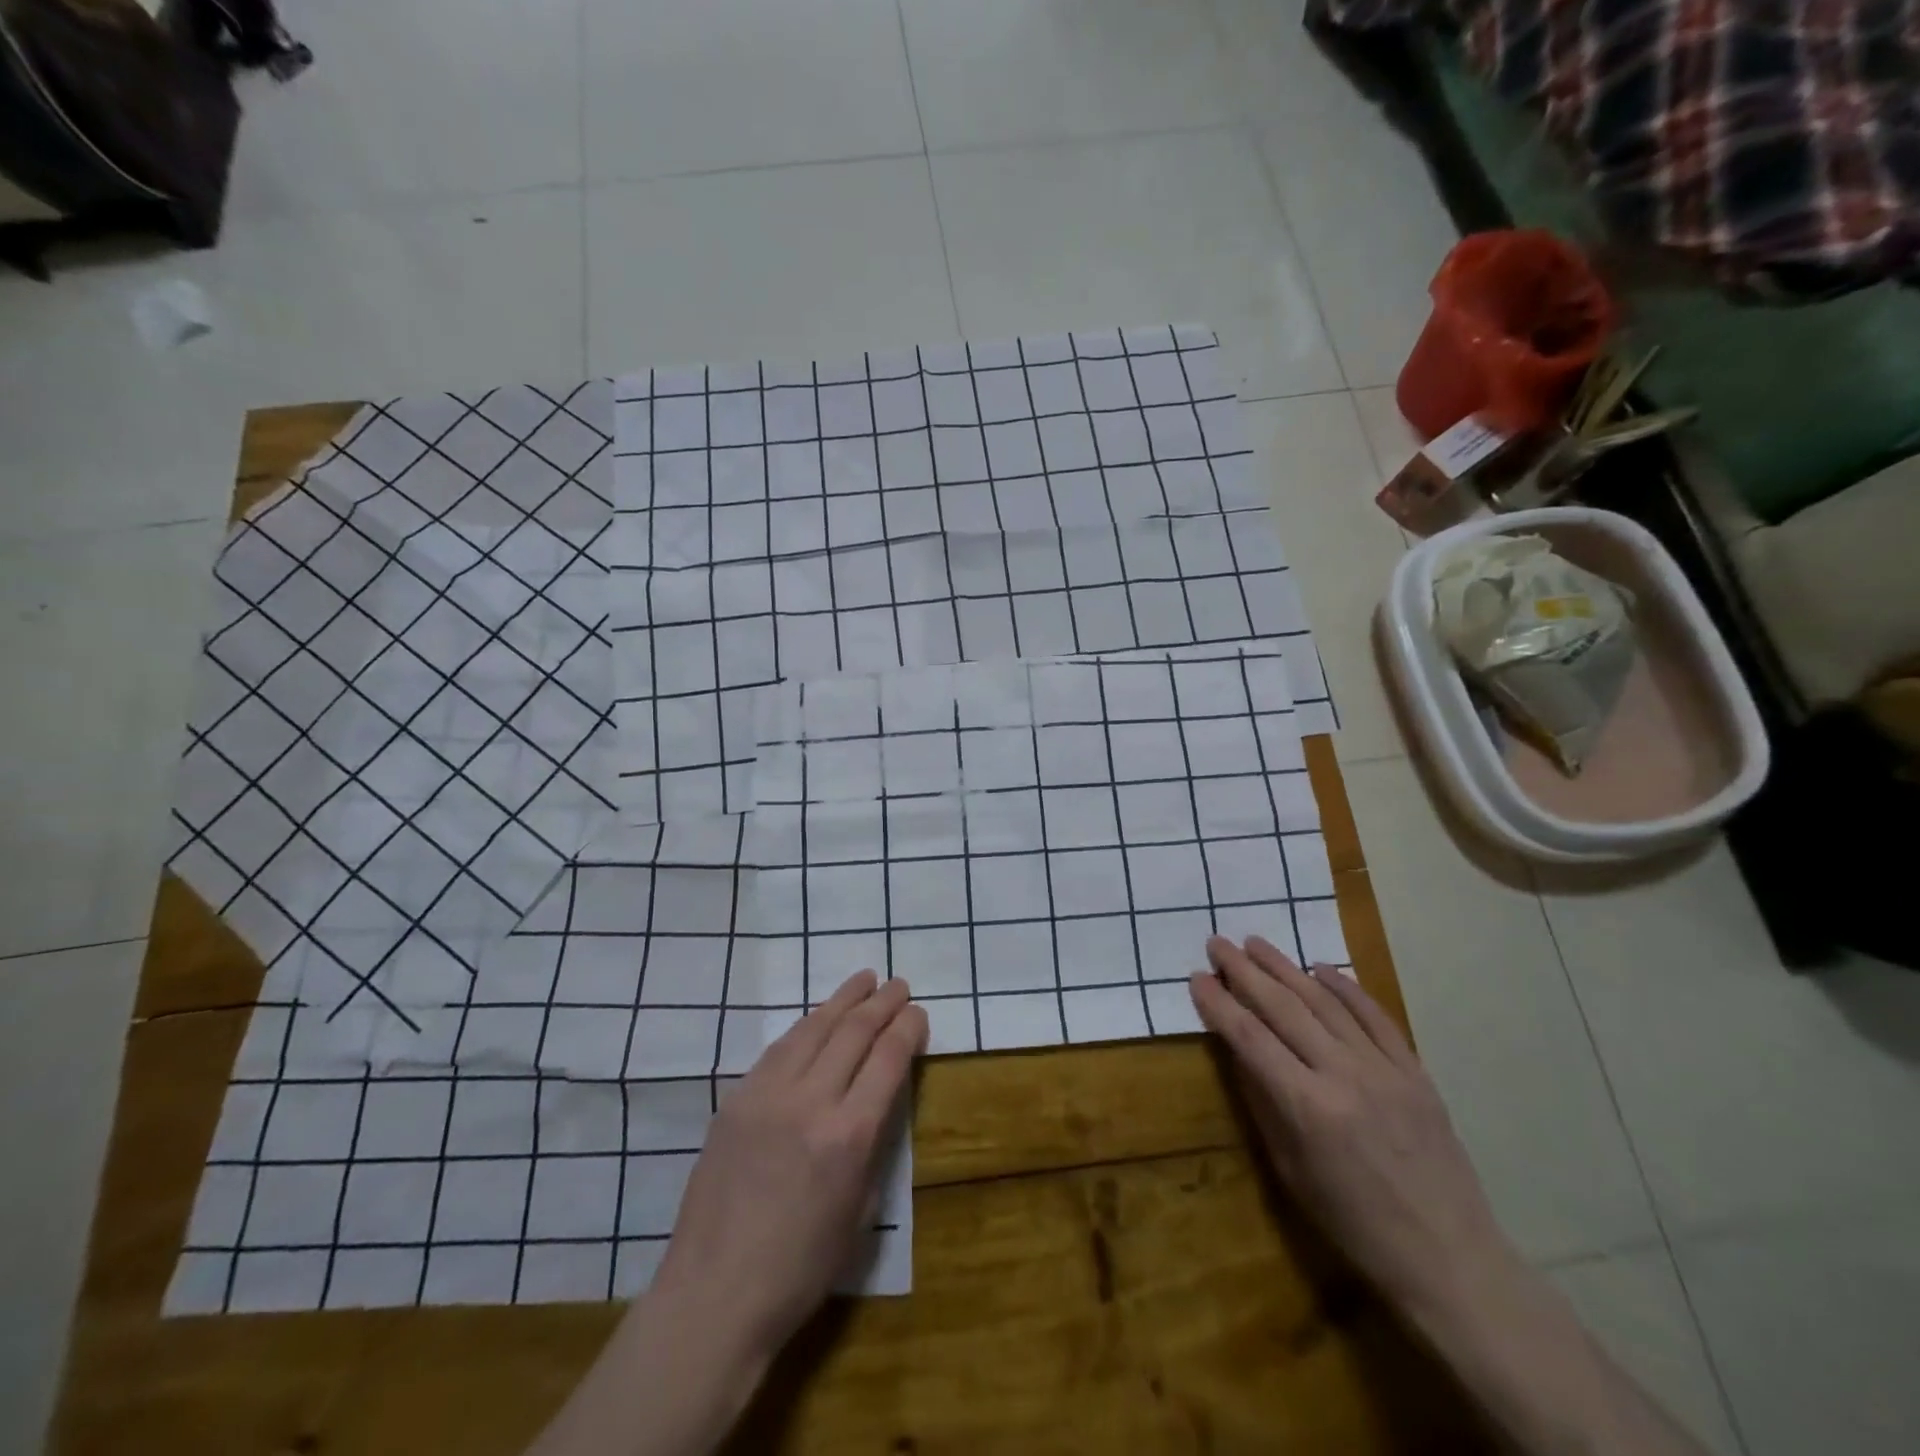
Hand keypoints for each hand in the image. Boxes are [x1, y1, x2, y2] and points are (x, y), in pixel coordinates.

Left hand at [649, 970, 926, 1368]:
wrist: (715, 1294)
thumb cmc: (800, 1268)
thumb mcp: (860, 1209)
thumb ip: (873, 1142)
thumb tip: (880, 1096)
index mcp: (848, 1136)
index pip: (888, 1059)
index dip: (908, 1028)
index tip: (919, 1013)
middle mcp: (810, 1102)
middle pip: (854, 1032)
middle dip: (882, 1003)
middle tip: (899, 985)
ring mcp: (767, 1095)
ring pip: (814, 1028)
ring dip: (844, 999)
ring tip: (865, 979)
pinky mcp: (737, 1098)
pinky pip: (779, 1048)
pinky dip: (806, 1025)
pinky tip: (818, 1017)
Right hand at [1188, 937, 1517, 1320]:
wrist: (1450, 1257)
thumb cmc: (1355, 1225)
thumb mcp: (1291, 1171)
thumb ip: (1262, 1102)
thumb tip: (1237, 1049)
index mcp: (1307, 1107)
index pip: (1250, 1038)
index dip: (1219, 1004)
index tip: (1197, 977)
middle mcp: (1343, 1076)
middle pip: (1283, 1008)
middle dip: (1245, 972)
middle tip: (1218, 944)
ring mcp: (1384, 1069)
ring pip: (1325, 1003)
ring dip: (1287, 968)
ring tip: (1257, 943)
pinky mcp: (1414, 1071)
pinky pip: (1375, 1017)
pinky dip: (1346, 988)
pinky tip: (1321, 969)